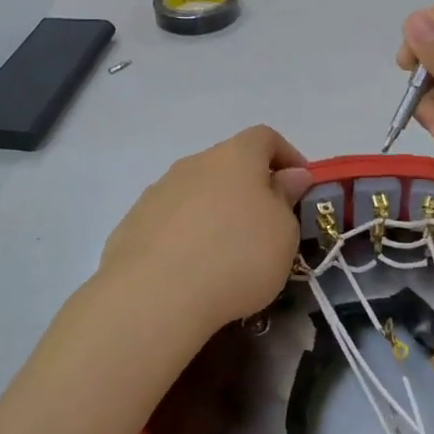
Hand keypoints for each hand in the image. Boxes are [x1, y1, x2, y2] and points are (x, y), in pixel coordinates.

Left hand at [98, 126, 314, 342]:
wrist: (154, 296)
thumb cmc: (236, 257)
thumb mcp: (283, 233)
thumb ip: (286, 199)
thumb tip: (289, 176)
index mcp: (235, 157)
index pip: (265, 137)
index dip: (287, 156)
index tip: (300, 186)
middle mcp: (193, 164)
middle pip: (228, 165)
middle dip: (249, 189)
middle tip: (266, 227)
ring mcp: (158, 192)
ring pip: (196, 193)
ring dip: (215, 213)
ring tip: (226, 255)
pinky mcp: (133, 223)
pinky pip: (170, 222)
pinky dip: (186, 236)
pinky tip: (191, 271)